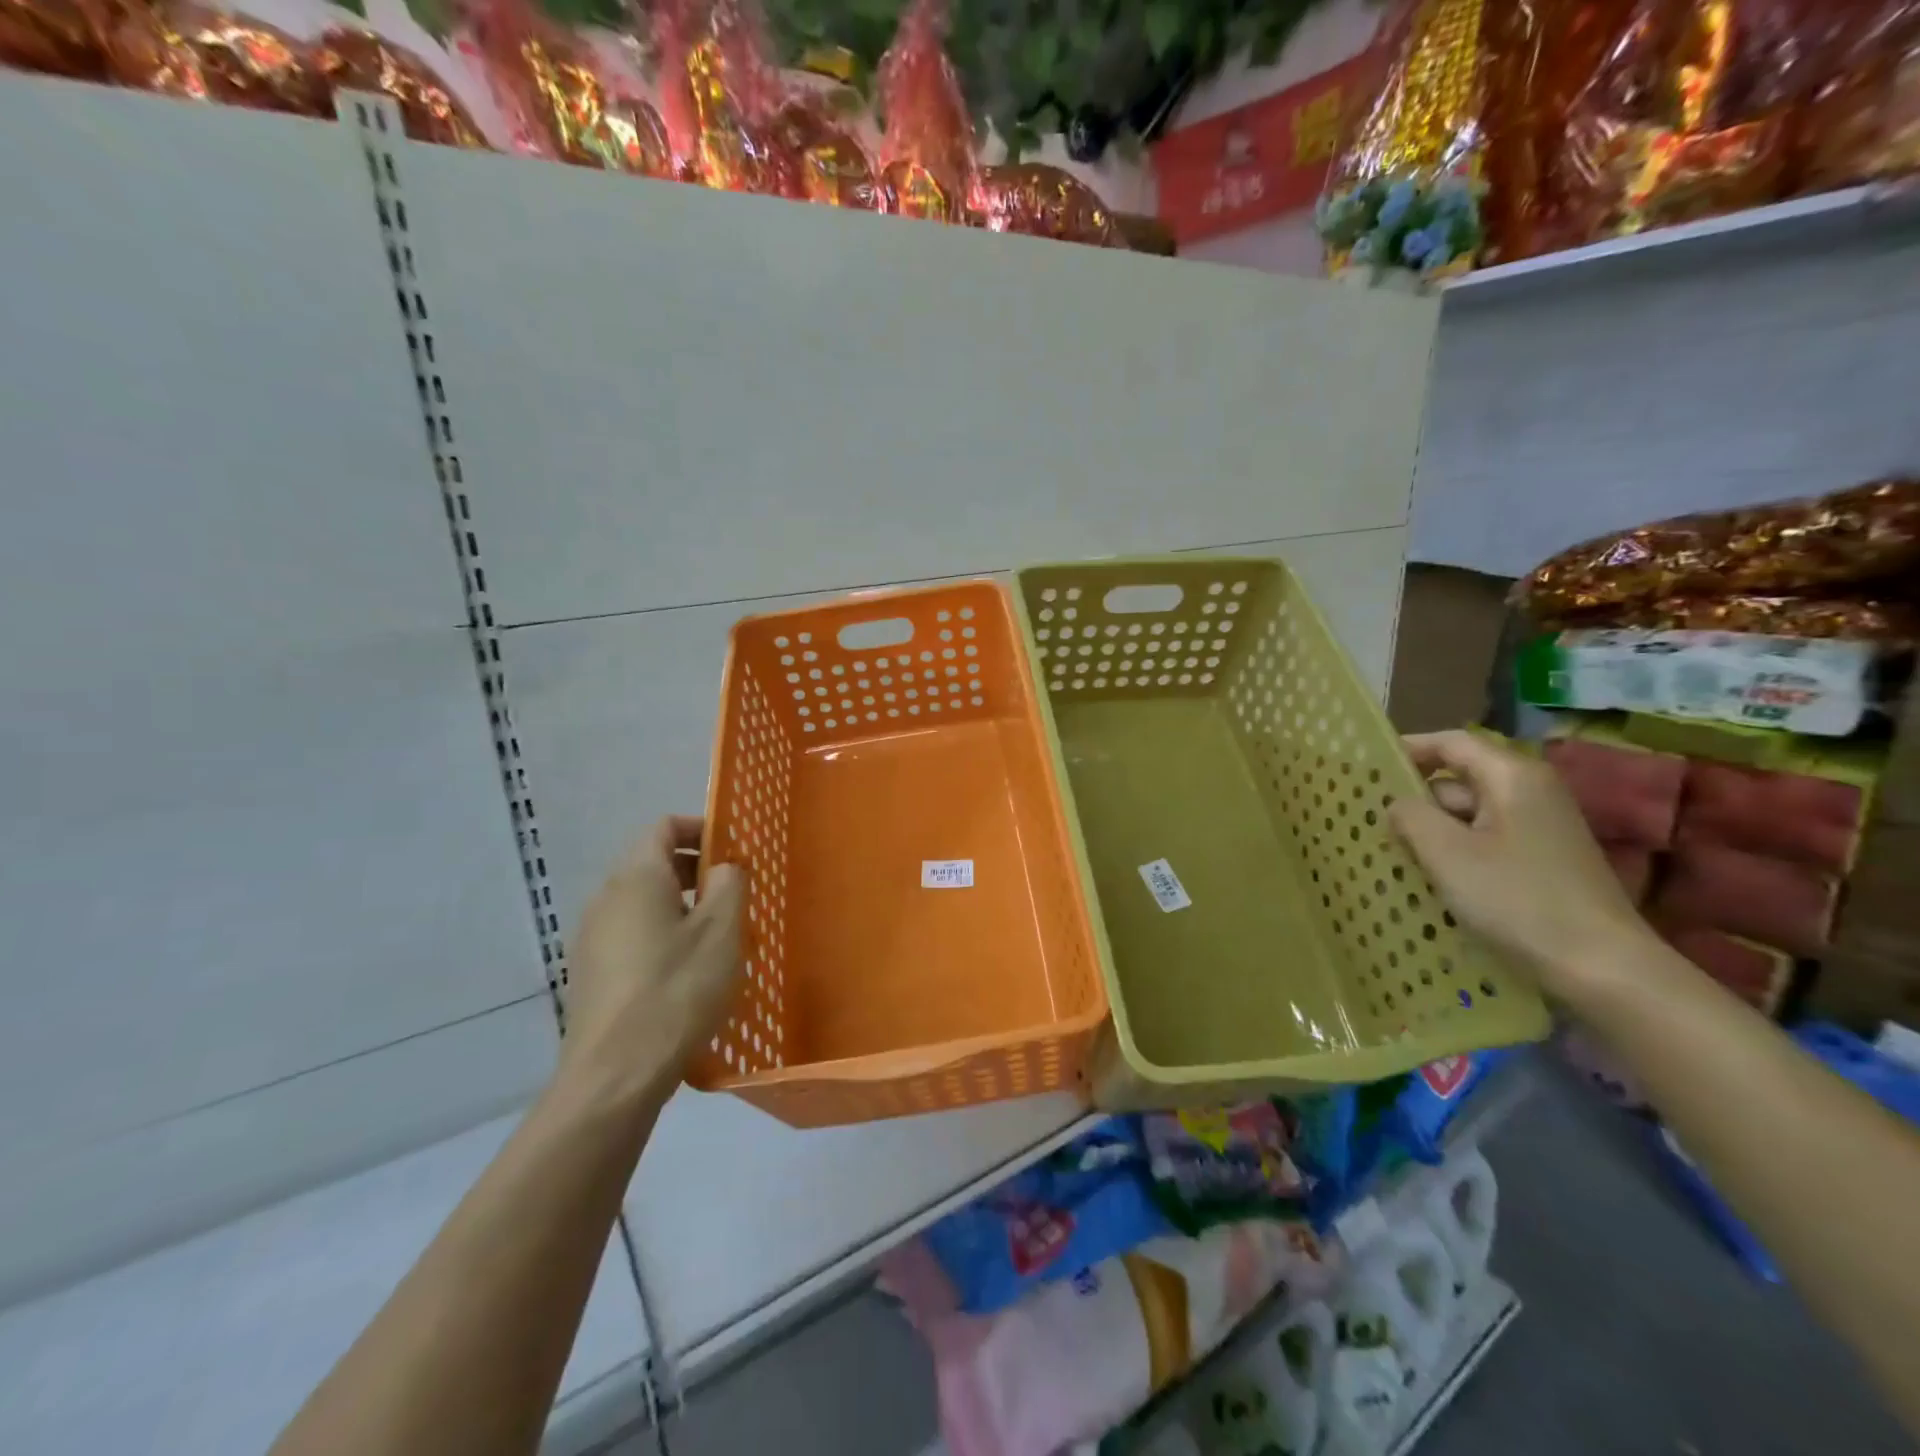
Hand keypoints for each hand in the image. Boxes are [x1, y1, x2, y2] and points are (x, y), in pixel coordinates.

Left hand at [560, 816, 743, 1111]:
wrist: (615, 1075)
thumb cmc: (677, 990)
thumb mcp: (722, 931)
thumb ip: (729, 884)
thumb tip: (722, 868)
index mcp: (636, 878)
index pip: (663, 827)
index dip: (700, 829)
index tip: (733, 850)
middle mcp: (606, 899)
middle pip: (652, 864)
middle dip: (695, 871)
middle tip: (734, 895)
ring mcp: (592, 939)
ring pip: (643, 903)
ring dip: (681, 906)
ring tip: (718, 937)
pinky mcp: (590, 975)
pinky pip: (631, 935)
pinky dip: (662, 936)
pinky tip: (687, 973)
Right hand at [1388, 730, 1656, 1002]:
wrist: (1602, 967)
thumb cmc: (1517, 899)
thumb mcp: (1446, 853)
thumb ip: (1411, 816)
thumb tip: (1398, 804)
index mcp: (1512, 776)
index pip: (1451, 742)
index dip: (1407, 749)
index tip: (1367, 770)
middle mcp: (1531, 791)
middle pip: (1458, 779)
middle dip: (1416, 799)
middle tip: (1370, 822)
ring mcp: (1541, 827)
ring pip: (1470, 814)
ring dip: (1433, 830)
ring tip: (1393, 854)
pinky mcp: (1544, 858)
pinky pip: (1486, 839)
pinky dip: (1457, 851)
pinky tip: (1432, 877)